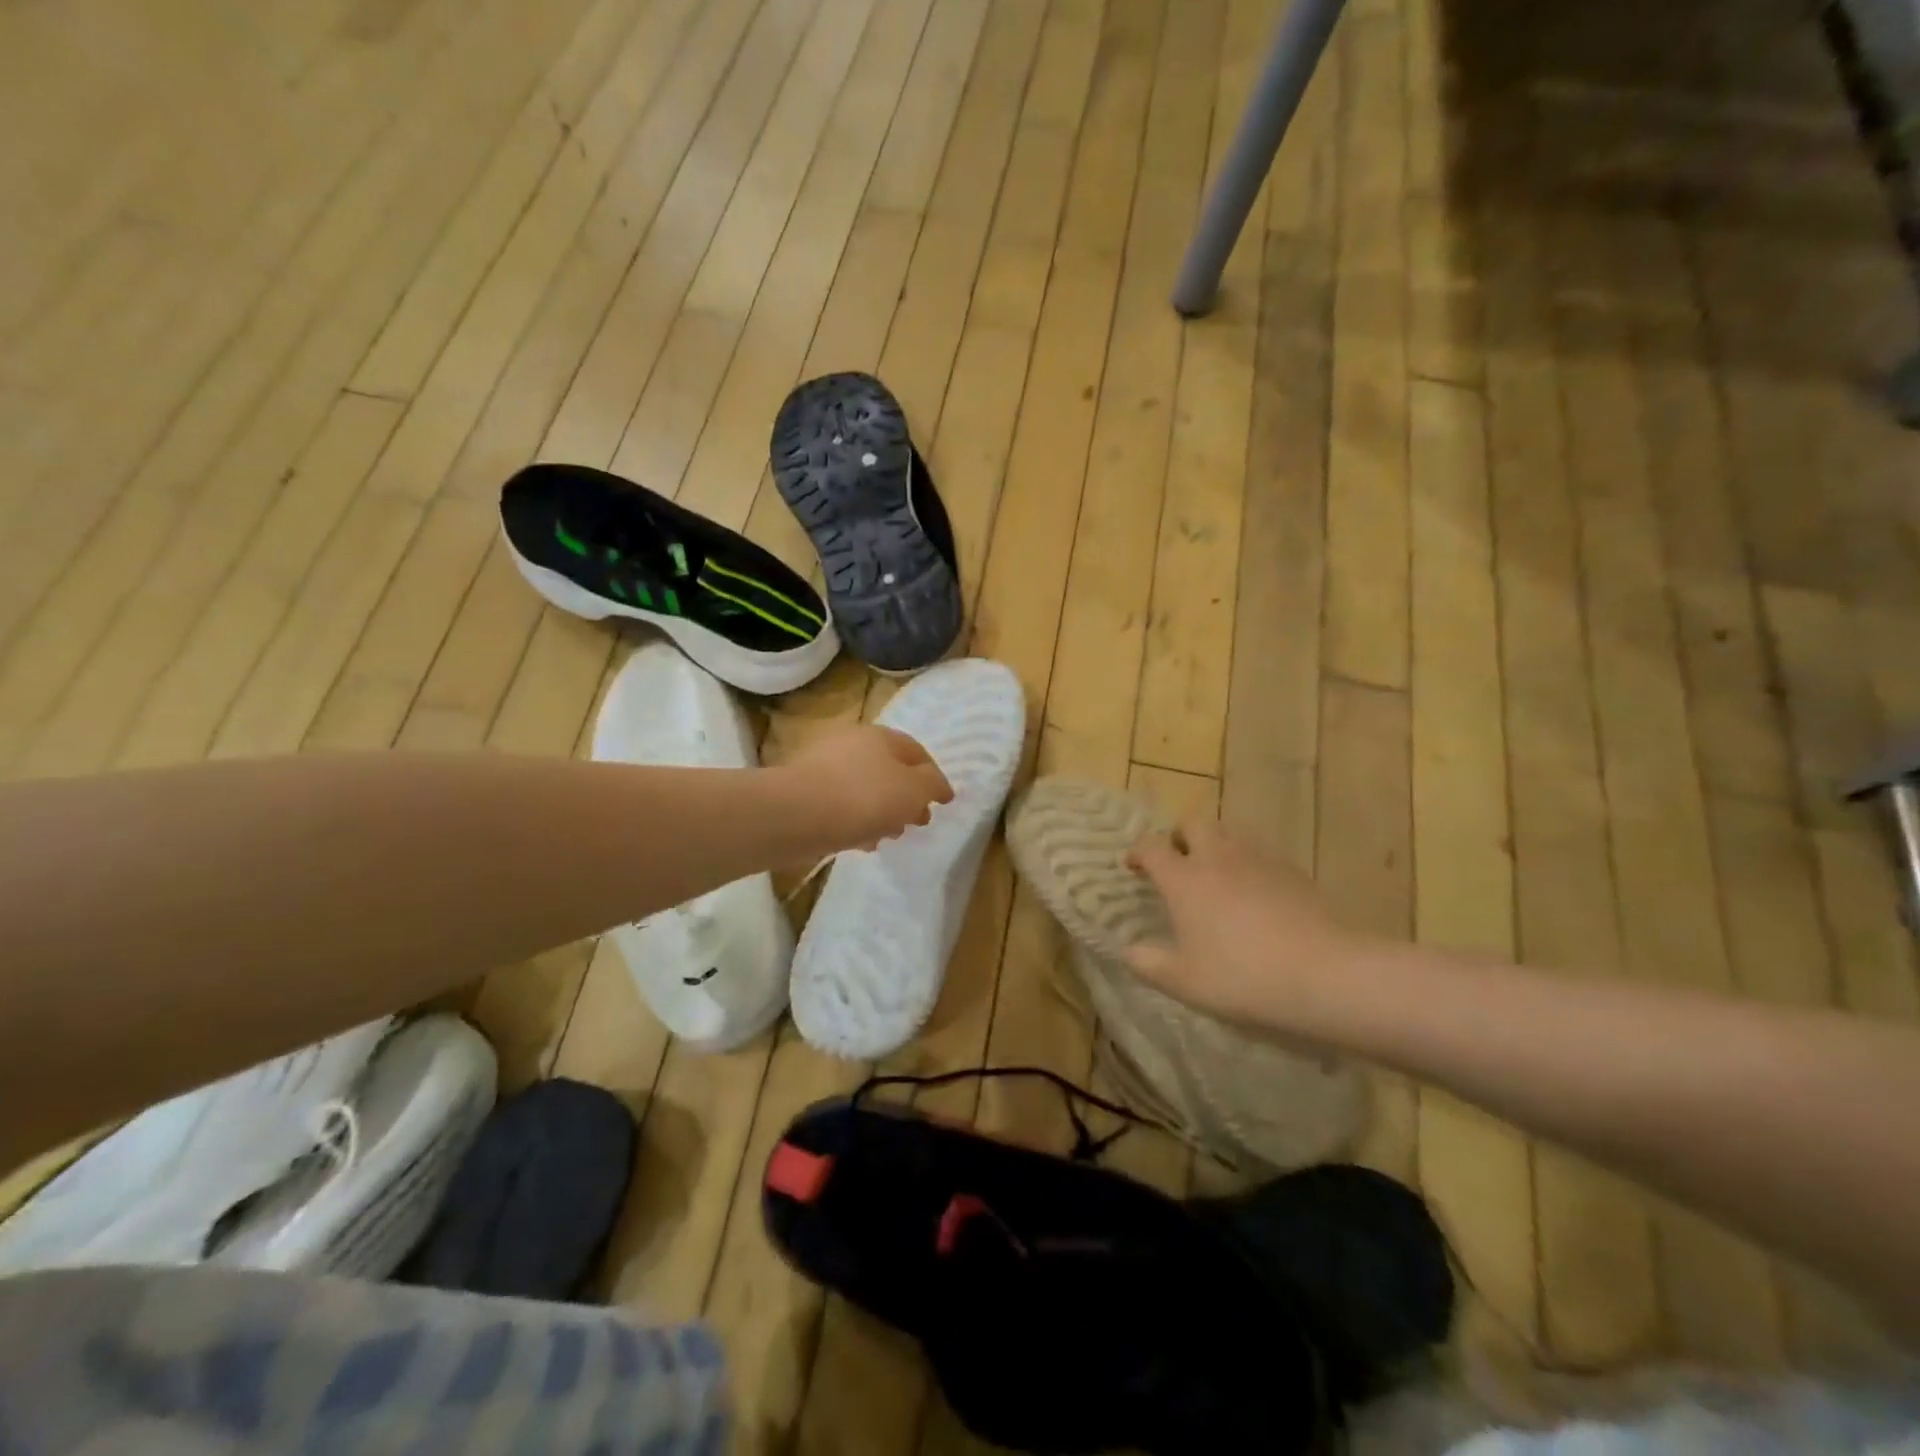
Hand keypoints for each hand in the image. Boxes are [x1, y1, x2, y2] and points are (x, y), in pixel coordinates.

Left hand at [781, 724, 952, 853]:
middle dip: (907, 797)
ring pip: (865, 789)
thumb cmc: (864, 797)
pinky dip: (856, 821)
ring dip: (882, 811)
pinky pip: (841, 806)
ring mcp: (824, 767)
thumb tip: (937, 785)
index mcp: (880, 736)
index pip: (916, 751)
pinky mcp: (805, 792)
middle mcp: (851, 744)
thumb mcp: (913, 790)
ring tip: (890, 836)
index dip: (933, 776)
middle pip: (889, 770)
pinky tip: (862, 843)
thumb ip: (931, 785)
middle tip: (918, 822)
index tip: (943, 802)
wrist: (796, 814)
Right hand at [1124, 818, 1374, 1032]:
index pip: (1152, 846)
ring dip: (1215, 843)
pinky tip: (1254, 891)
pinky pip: (1261, 851)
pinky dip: (1248, 861)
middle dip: (1179, 835)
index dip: (1139, 851)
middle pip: (1193, 822)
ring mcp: (1258, 858)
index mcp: (1184, 878)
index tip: (1135, 867)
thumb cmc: (1242, 977)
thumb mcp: (1185, 982)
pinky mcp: (1292, 869)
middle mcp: (1217, 857)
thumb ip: (1148, 964)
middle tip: (1178, 861)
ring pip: (1230, 831)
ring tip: (1216, 873)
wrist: (1326, 973)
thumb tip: (1127, 951)